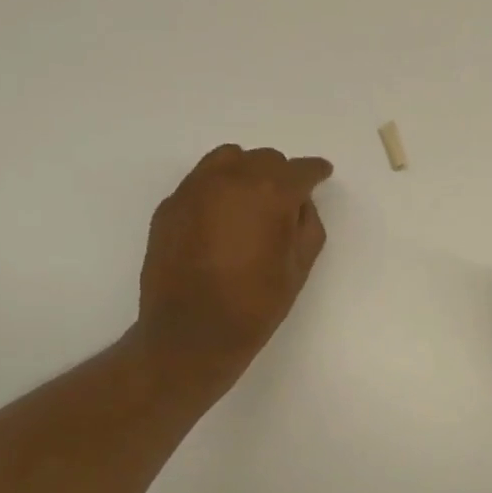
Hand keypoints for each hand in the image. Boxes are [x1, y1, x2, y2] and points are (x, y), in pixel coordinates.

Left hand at [135, 144, 332, 385]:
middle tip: (286, 202)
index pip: (300, 170)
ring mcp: (194, 189)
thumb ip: (308, 226)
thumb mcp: (299, 268)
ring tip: (250, 201)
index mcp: (270, 193)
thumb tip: (299, 204)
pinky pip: (200, 182)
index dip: (315, 172)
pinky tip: (220, 221)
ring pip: (228, 159)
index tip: (322, 174)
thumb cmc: (255, 305)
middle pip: (264, 159)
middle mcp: (230, 179)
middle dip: (280, 175)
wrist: (191, 333)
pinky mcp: (170, 205)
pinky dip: (217, 190)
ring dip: (246, 172)